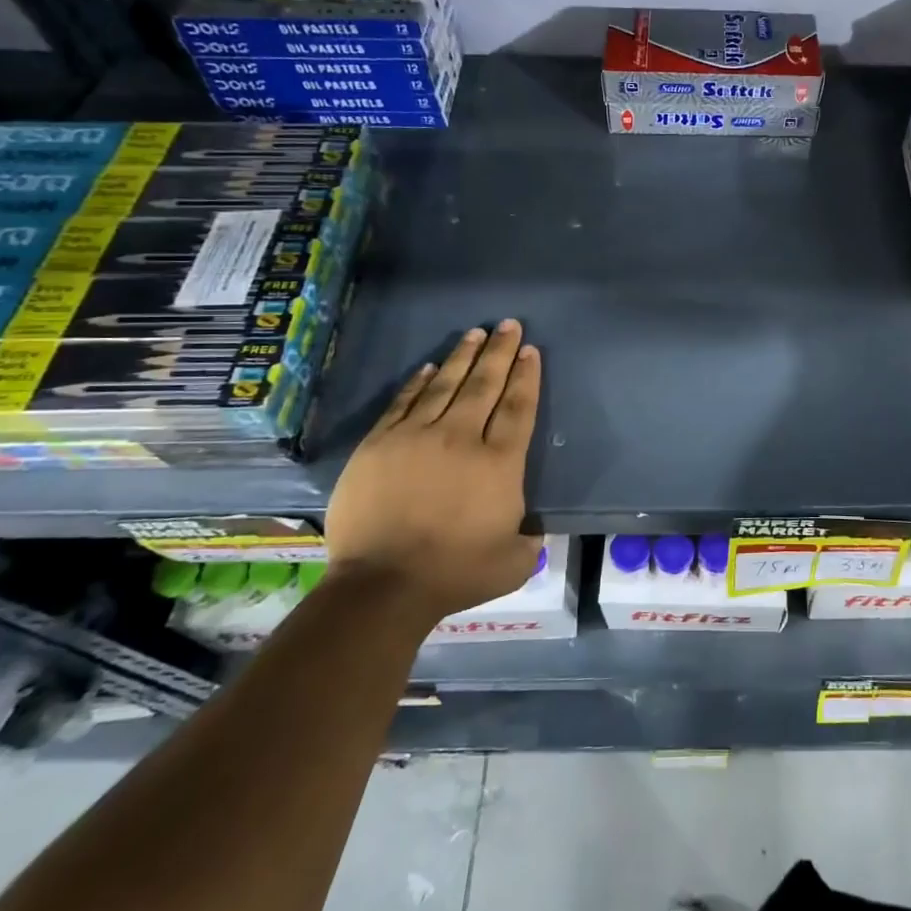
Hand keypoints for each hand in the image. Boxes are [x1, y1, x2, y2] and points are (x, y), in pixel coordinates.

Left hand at [323, 320, 542, 615]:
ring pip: (445, 386)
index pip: (518, 408)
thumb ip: (529, 540)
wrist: (382, 585)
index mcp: (498, 464)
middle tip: (509, 325)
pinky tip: (429, 367)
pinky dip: (418, 383)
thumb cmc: (454, 573)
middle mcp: (461, 439)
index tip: (531, 351)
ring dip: (463, 357)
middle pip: (485, 385)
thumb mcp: (513, 563)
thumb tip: (529, 527)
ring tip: (476, 333)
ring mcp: (416, 437)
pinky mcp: (380, 445)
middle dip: (500, 353)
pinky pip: (404, 403)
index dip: (526, 377)